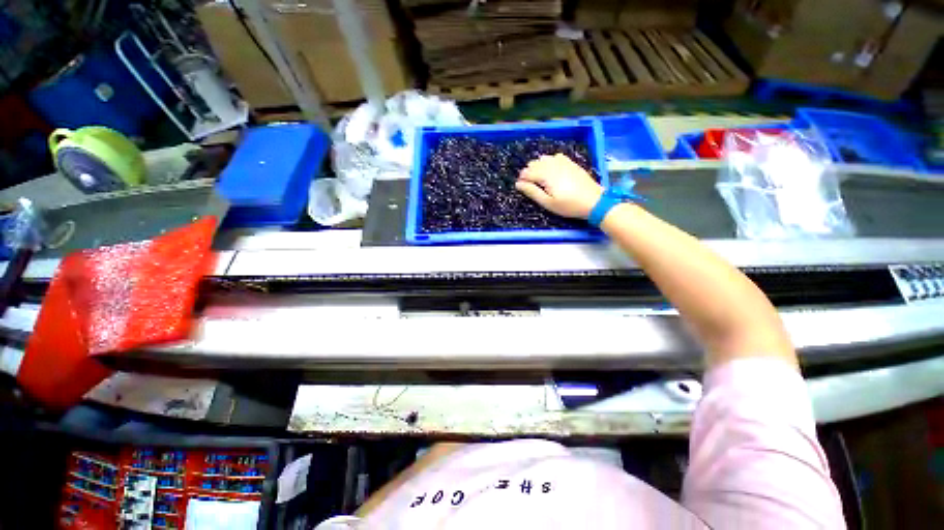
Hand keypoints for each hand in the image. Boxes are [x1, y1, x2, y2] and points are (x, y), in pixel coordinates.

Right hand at [515, 153, 602, 218]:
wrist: (594, 201)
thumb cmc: (568, 206)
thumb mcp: (548, 203)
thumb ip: (532, 192)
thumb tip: (518, 184)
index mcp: (545, 175)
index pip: (527, 173)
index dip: (522, 179)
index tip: (520, 187)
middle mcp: (552, 165)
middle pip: (534, 163)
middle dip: (529, 172)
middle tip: (530, 185)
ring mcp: (563, 162)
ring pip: (544, 158)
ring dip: (538, 166)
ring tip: (540, 178)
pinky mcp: (570, 163)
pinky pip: (555, 156)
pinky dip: (550, 161)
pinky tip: (552, 170)